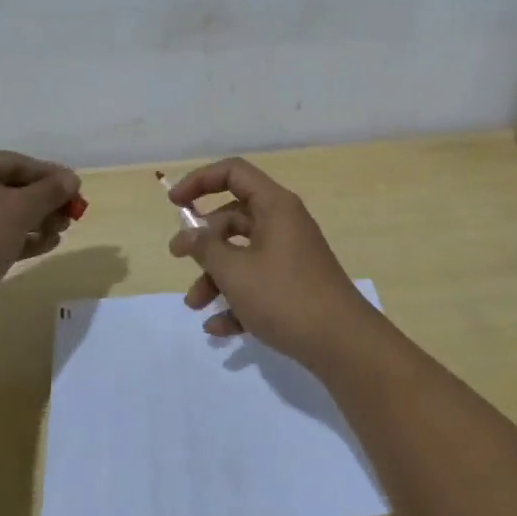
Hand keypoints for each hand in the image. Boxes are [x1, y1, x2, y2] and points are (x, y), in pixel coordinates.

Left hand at [0, 150, 79, 309]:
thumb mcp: (19, 210)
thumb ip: (49, 191)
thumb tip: (71, 179)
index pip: (15, 162)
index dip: (50, 175)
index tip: (77, 188)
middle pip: (7, 187)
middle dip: (42, 202)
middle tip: (71, 215)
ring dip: (33, 222)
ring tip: (60, 233)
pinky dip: (14, 237)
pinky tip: (42, 246)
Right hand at [167, 158, 376, 364]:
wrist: (342, 343)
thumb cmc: (285, 296)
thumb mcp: (235, 271)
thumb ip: (205, 248)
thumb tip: (187, 235)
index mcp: (274, 206)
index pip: (233, 172)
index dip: (200, 180)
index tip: (174, 203)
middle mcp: (284, 223)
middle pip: (234, 217)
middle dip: (203, 240)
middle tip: (177, 258)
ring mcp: (291, 255)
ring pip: (243, 254)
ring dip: (215, 276)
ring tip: (195, 305)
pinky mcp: (295, 285)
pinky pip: (257, 282)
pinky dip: (236, 300)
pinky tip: (218, 328)